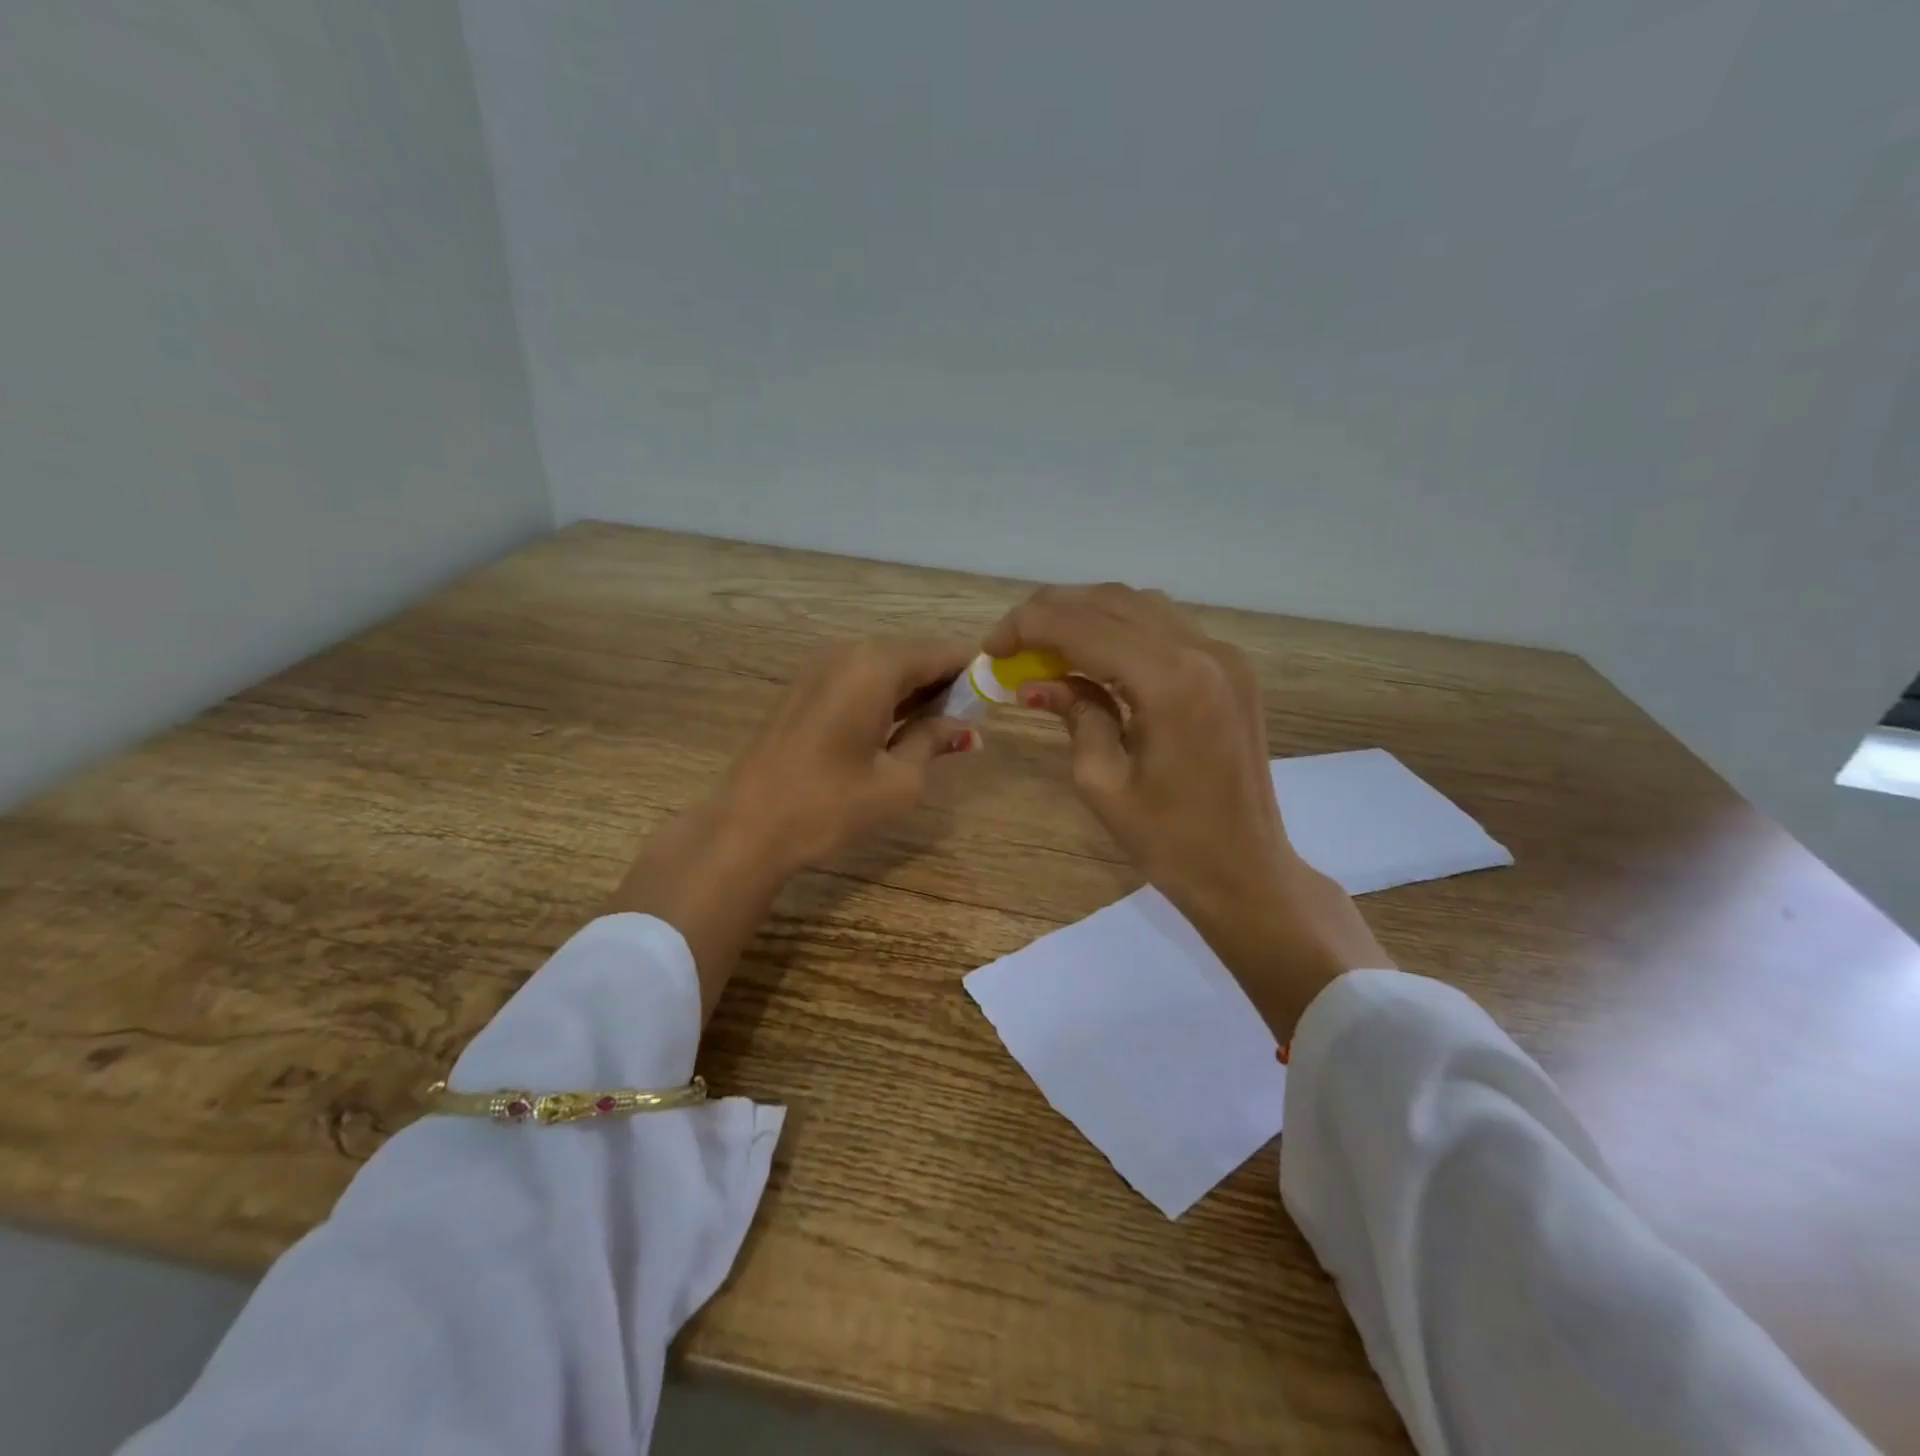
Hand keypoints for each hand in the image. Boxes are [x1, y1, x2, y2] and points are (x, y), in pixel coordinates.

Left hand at [609, 637, 977, 1019]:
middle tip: (969, 720)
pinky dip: (885, 698)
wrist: (746, 828)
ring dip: (915, 692)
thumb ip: (934, 741)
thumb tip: (964, 728)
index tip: (995, 696)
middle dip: (944, 683)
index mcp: (876, 665)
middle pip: (912, 655)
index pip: (941, 653)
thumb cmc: (829, 805)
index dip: (973, 672)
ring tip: (939, 729)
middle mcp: (847, 653)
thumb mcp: (898, 781)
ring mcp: (819, 669)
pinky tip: (897, 730)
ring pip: (884, 668)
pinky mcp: (803, 690)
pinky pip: (858, 681)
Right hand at [985, 586, 1389, 1036]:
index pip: (1083, 626)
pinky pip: (1166, 627)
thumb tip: (1036, 682)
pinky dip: (1121, 629)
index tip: (991, 647)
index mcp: (1169, 681)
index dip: (1028, 626)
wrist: (1246, 869)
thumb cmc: (1169, 841)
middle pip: (1111, 602)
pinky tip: (1093, 655)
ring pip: (1140, 606)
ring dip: (1086, 614)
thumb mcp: (1102, 782)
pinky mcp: (1232, 669)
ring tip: (1045, 645)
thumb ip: (1074, 714)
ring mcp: (1224, 656)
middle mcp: (1202, 651)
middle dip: (1052, 612)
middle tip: (1011, 642)